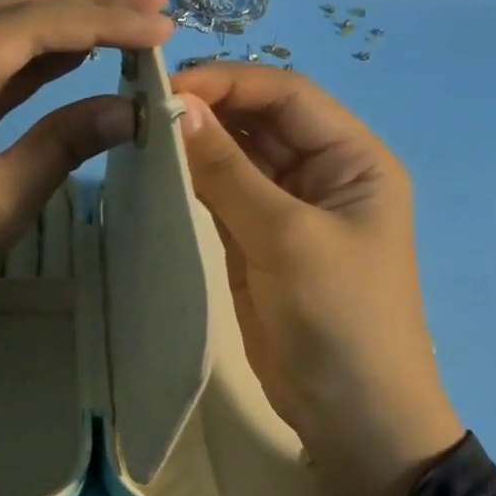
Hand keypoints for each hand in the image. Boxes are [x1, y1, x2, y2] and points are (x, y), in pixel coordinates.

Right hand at [173, 63, 464, 495]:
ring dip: (198, 147)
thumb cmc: (338, 317)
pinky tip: (159, 174)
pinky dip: (194, 186)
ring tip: (142, 135)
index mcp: (353, 159)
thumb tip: (179, 109)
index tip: (168, 88)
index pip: (288, 96)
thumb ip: (230, 173)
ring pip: (238, 161)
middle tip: (143, 110)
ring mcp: (288, 213)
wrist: (350, 412)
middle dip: (210, 112)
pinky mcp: (258, 247)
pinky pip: (224, 201)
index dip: (231, 83)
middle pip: (261, 124)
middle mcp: (323, 175)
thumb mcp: (287, 237)